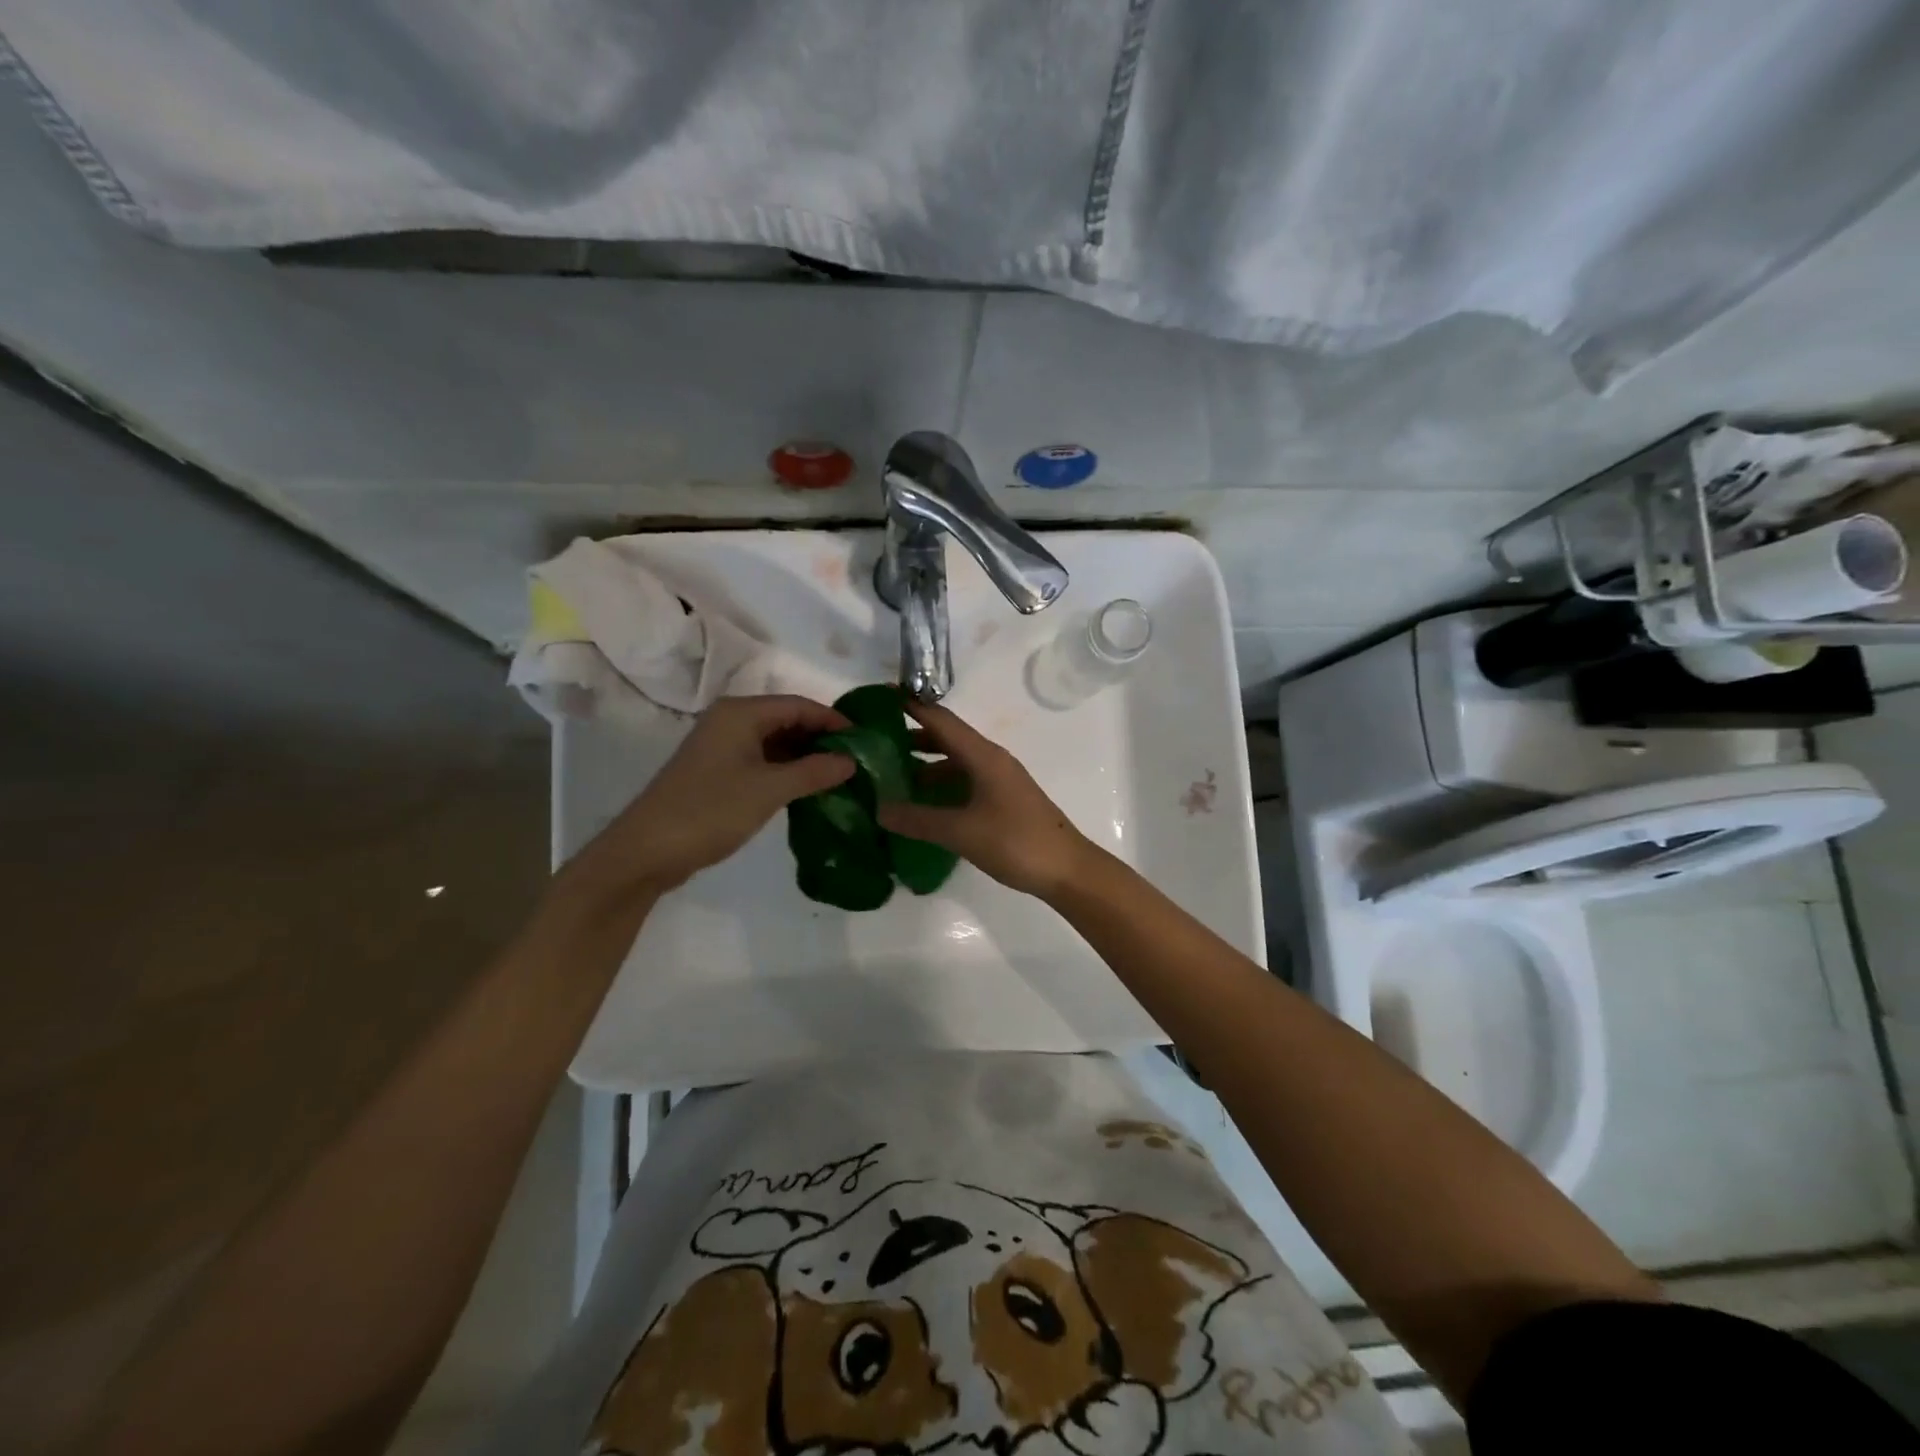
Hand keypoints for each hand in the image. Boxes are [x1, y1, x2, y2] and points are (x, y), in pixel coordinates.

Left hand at [565, 695, 854, 904]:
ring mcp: (721, 747)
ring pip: (774, 742)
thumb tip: (851, 761)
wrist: (646, 850)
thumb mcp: (769, 790)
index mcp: (740, 714)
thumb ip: (813, 772)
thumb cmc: (710, 811)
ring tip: (838, 776)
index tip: (864, 741)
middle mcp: (730, 721)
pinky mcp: (716, 772)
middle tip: (855, 761)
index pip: (798, 705)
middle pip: (786, 720)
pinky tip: (806, 789)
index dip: (833, 721)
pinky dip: (785, 770)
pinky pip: (760, 760)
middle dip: (820, 738)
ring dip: (804, 757)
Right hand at [876, 701, 1094, 897]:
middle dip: (911, 736)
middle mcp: (990, 760)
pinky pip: (964, 782)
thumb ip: (919, 819)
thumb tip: (878, 809)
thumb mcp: (962, 832)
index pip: (941, 719)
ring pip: (955, 762)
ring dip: (924, 764)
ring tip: (889, 774)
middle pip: (946, 738)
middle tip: (873, 741)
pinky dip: (940, 786)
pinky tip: (921, 803)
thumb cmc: (1016, 842)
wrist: (1067, 869)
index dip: (911, 706)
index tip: (878, 698)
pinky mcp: (1002, 800)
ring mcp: (998, 780)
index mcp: (983, 756)